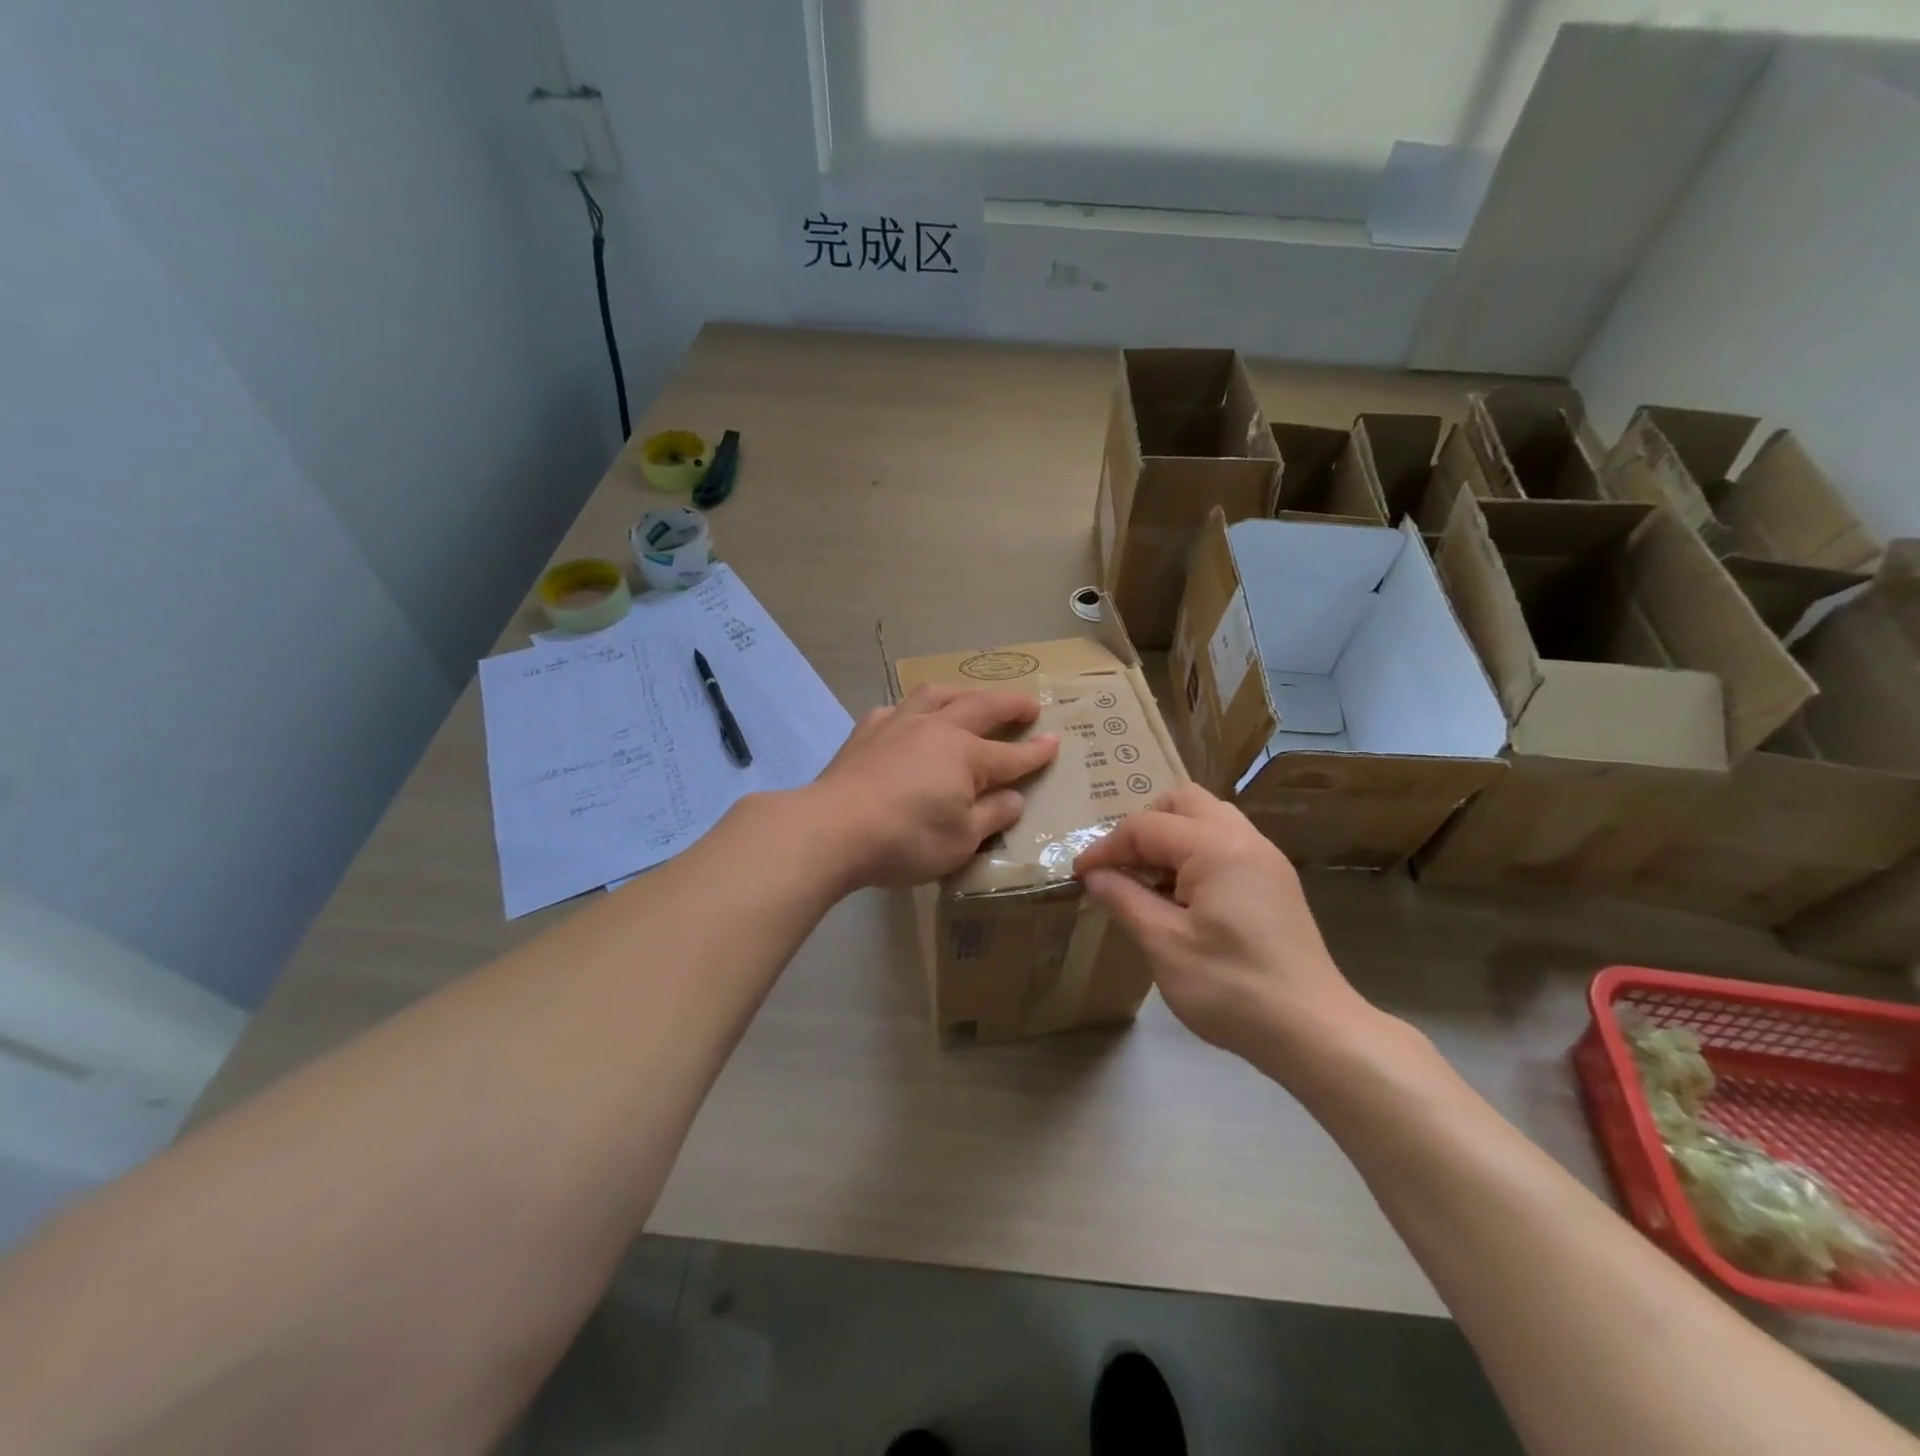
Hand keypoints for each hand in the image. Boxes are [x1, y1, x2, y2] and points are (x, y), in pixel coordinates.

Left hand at [805, 684, 1059, 890]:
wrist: (832, 829)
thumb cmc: (905, 840)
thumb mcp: (961, 841)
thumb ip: (992, 816)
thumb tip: (1014, 798)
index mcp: (966, 756)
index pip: (1012, 754)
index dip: (1037, 751)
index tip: (1057, 742)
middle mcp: (937, 728)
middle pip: (982, 707)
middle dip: (1010, 705)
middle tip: (1029, 705)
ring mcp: (899, 723)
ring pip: (937, 694)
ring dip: (962, 693)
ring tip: (971, 698)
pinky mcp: (867, 731)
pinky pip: (898, 709)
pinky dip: (914, 711)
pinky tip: (910, 721)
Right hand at [1073, 784, 1374, 1067]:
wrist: (1314, 1032)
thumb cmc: (1232, 988)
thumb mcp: (1164, 944)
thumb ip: (1125, 899)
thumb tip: (1094, 875)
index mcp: (1216, 847)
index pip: (1146, 827)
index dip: (1106, 848)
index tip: (1079, 875)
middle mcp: (1244, 838)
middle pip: (1182, 802)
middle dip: (1143, 827)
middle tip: (1121, 866)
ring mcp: (1266, 858)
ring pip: (1208, 818)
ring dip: (1171, 838)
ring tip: (1149, 880)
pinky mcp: (1275, 881)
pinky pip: (1226, 843)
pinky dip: (1195, 853)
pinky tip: (1183, 897)